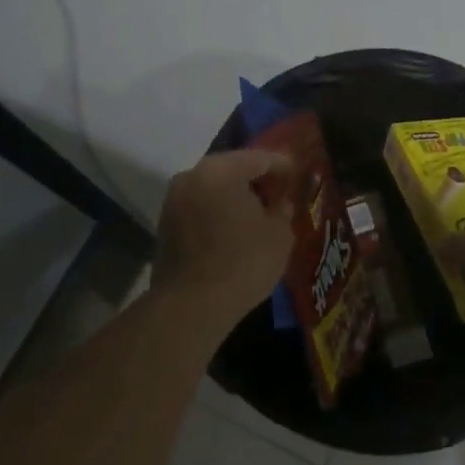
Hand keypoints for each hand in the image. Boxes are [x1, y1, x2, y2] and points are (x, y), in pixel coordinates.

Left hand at [152, 149, 295, 325]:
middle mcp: (192, 175)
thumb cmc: (243, 262)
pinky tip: (236, 231)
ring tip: (260, 214)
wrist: (191, 306)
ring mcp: (173, 200)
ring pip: (214, 188)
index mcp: (221, 170)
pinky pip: (200, 208)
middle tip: (281, 194)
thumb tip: (280, 204)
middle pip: (233, 169)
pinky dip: (219, 213)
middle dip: (257, 180)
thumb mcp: (280, 235)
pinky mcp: (165, 225)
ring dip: (236, 197)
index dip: (284, 166)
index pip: (260, 158)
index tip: (300, 176)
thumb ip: (283, 210)